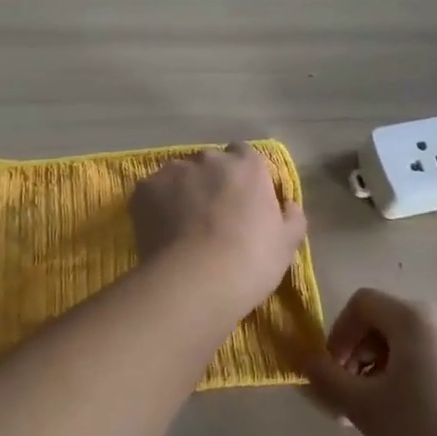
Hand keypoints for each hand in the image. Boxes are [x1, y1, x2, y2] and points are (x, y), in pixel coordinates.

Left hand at [129, 145, 306, 313]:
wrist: (196, 280)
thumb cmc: (250, 261)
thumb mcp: (287, 244)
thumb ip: (292, 217)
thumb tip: (289, 204)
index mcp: (246, 166)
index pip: (244, 155)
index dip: (242, 176)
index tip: (242, 200)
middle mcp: (208, 159)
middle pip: (209, 164)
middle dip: (210, 182)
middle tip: (212, 217)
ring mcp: (173, 171)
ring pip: (178, 176)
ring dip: (182, 192)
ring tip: (182, 227)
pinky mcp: (144, 189)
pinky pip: (152, 192)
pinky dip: (155, 206)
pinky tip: (160, 232)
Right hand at [306, 289, 436, 435]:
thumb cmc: (424, 434)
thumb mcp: (363, 408)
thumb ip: (328, 380)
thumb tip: (307, 363)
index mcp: (414, 318)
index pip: (362, 303)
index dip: (339, 333)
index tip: (335, 374)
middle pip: (386, 323)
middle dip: (359, 356)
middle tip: (350, 400)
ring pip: (411, 346)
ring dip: (383, 372)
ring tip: (378, 418)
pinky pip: (435, 364)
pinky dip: (412, 382)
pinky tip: (412, 426)